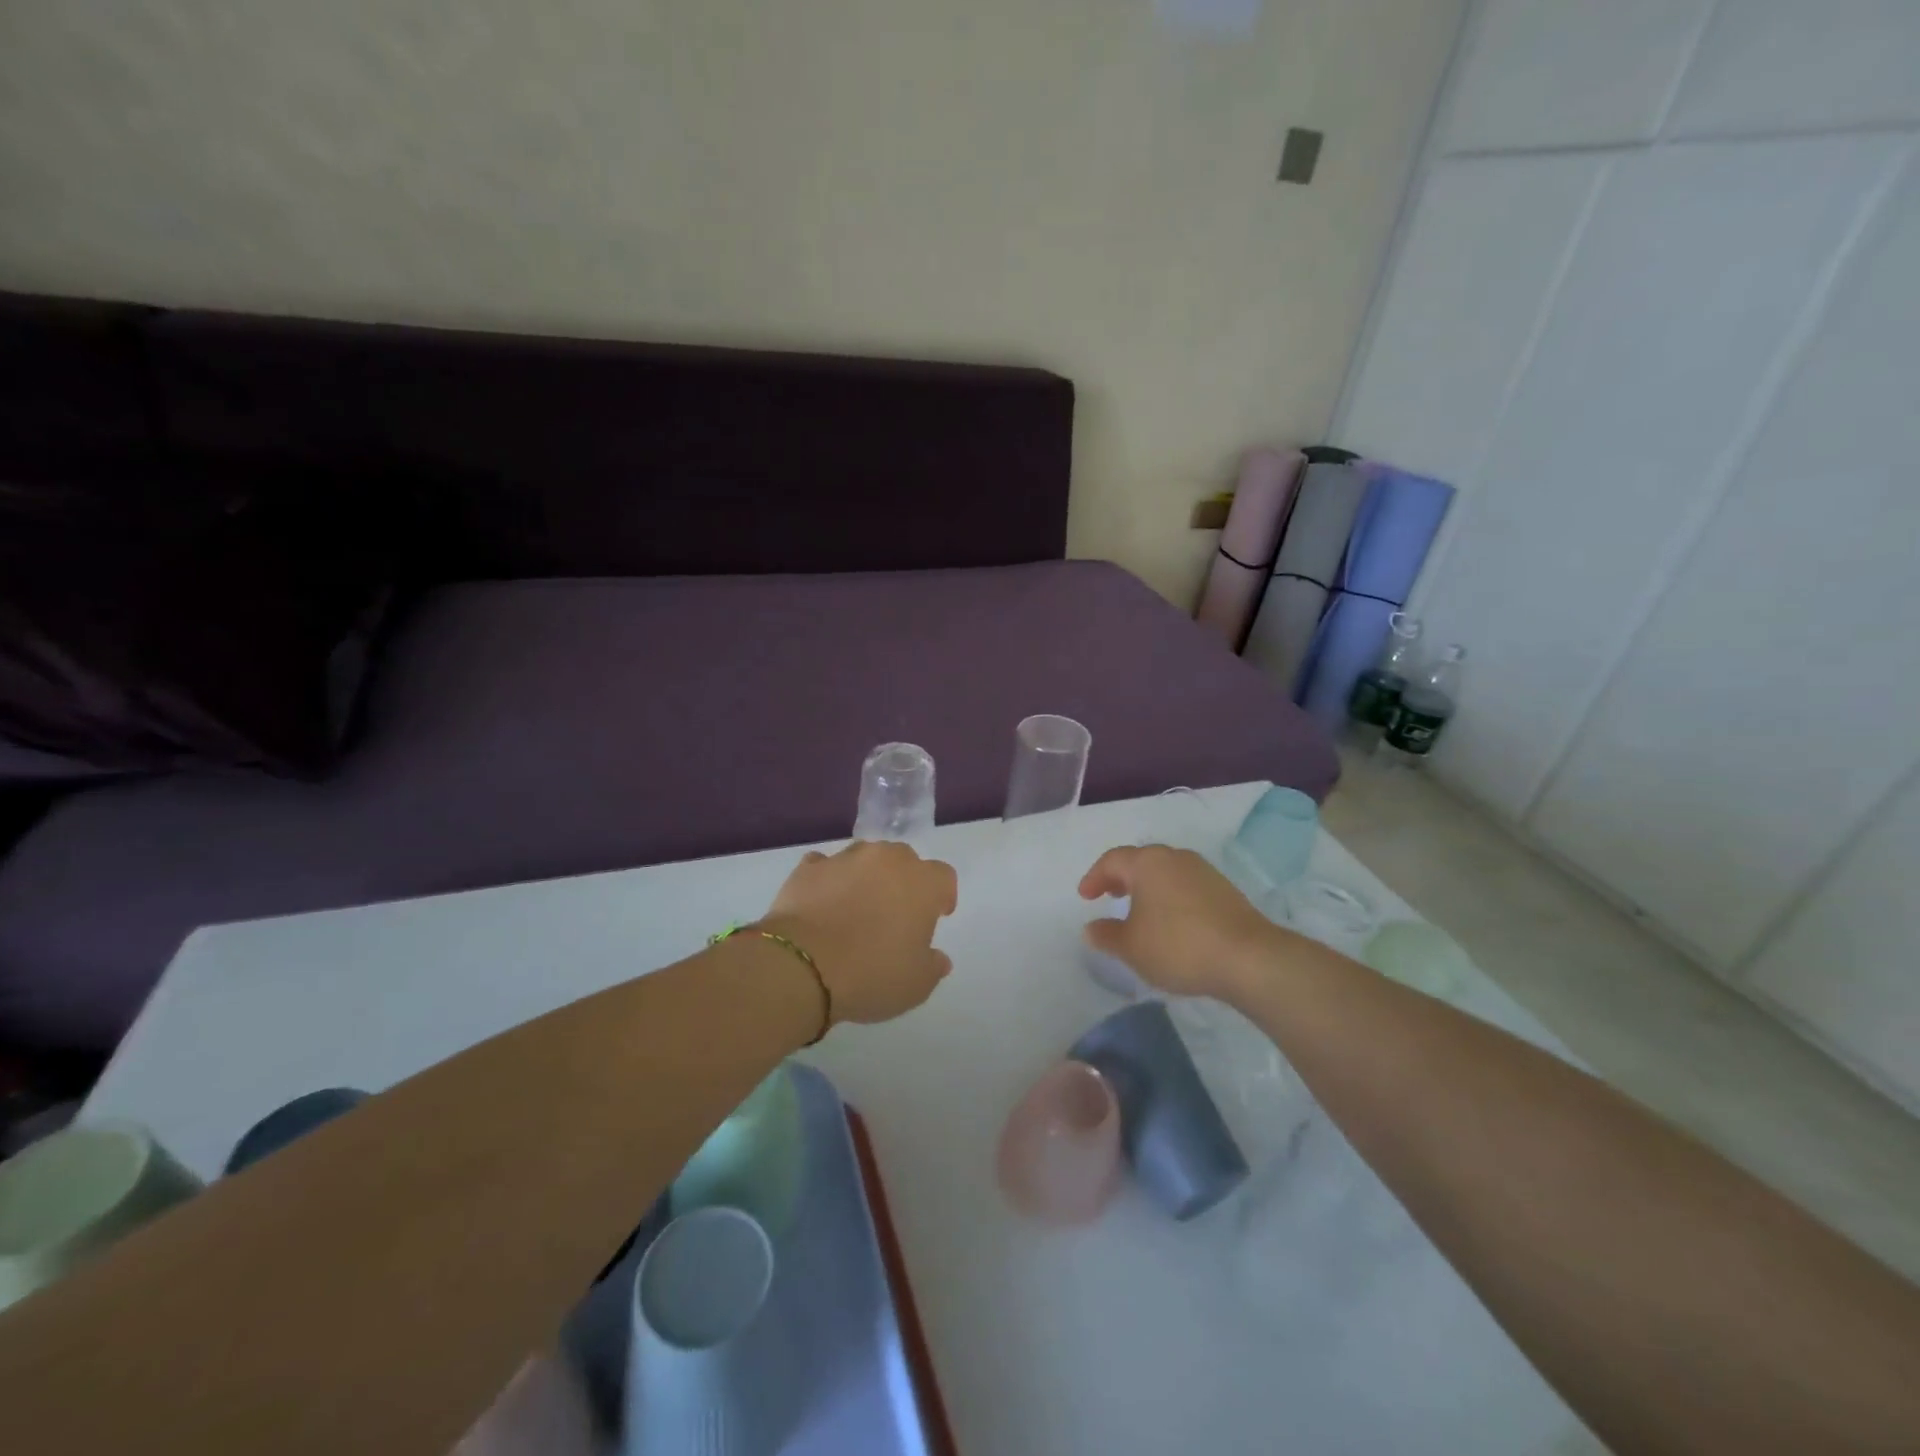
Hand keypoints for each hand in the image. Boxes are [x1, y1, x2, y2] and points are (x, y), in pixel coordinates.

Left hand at [761, 840, 958, 1024]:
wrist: (801, 966)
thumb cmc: (871, 974)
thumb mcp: (916, 985)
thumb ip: (933, 966)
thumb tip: (937, 958)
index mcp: (922, 883)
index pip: (944, 877)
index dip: (942, 896)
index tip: (935, 917)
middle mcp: (887, 860)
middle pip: (904, 860)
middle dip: (903, 881)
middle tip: (894, 914)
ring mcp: (845, 859)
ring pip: (864, 858)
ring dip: (865, 877)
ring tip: (854, 908)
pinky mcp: (808, 868)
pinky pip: (824, 867)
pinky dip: (827, 880)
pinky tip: (821, 904)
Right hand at [1077, 844, 1281, 1000]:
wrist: (1248, 958)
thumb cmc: (1178, 946)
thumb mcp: (1131, 947)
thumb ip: (1106, 935)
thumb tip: (1091, 928)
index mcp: (1148, 863)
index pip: (1112, 860)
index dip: (1094, 877)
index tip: (1085, 897)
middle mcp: (1175, 858)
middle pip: (1141, 861)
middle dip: (1122, 877)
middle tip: (1110, 895)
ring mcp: (1203, 871)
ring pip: (1165, 872)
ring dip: (1148, 887)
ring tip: (1140, 911)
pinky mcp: (1224, 890)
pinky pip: (1185, 885)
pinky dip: (1170, 897)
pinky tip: (1171, 921)